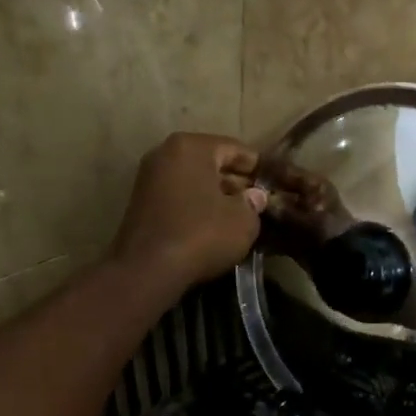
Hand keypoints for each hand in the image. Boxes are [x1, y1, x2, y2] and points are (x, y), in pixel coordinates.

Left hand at [109, 133, 266, 292]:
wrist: (147, 269)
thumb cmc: (202, 234)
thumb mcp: (243, 220)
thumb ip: (253, 203)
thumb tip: (255, 196)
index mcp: (192, 146)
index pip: (236, 149)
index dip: (258, 168)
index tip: (274, 184)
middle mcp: (166, 153)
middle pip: (212, 163)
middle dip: (236, 182)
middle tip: (258, 202)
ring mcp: (149, 178)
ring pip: (195, 181)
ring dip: (217, 196)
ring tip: (240, 217)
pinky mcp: (141, 204)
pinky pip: (180, 197)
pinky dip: (198, 207)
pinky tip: (215, 227)